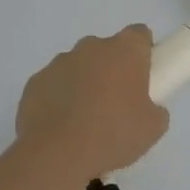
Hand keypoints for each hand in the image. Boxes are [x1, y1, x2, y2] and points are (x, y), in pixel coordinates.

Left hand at [15, 25, 168, 183]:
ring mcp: (59, 62)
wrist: (56, 155)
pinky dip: (59, 99)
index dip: (144, 52)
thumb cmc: (113, 134)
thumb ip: (155, 109)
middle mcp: (91, 47)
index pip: (139, 34)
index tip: (144, 76)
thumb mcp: (154, 128)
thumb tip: (148, 108)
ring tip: (86, 122)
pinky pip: (54, 85)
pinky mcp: (35, 82)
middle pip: (107, 50)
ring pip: (79, 67)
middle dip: (112, 71)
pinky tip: (62, 128)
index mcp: (125, 50)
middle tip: (117, 105)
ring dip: (84, 84)